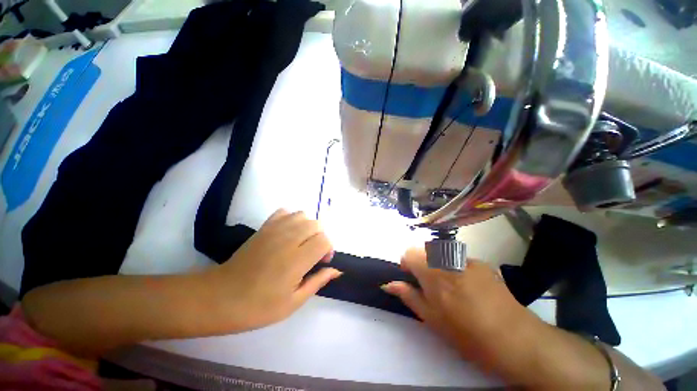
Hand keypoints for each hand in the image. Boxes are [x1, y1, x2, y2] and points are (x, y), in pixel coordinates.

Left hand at [207, 209, 340, 331]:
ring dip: (308, 227)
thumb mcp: (293, 302)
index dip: (328, 249)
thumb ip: (317, 282)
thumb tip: (336, 270)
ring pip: (303, 215)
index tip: (322, 262)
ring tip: (301, 242)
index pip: (324, 240)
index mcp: (297, 260)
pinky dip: (291, 219)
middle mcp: (288, 239)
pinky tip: (288, 233)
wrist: (220, 297)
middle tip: (312, 253)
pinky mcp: (264, 227)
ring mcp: (275, 230)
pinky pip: (285, 212)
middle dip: (320, 237)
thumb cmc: (258, 306)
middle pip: (316, 224)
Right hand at [382, 247, 531, 360]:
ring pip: (440, 252)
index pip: (409, 251)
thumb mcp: (431, 318)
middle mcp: (447, 258)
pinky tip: (469, 287)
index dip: (407, 263)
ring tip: (450, 287)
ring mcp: (466, 259)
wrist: (515, 339)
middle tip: (429, 285)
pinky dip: (455, 266)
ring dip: (437, 264)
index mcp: (432, 271)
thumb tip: (387, 285)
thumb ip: (408, 295)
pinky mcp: (481, 263)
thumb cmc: (466, 333)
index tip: (412, 278)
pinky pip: (458, 258)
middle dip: (421, 262)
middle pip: (424, 249)